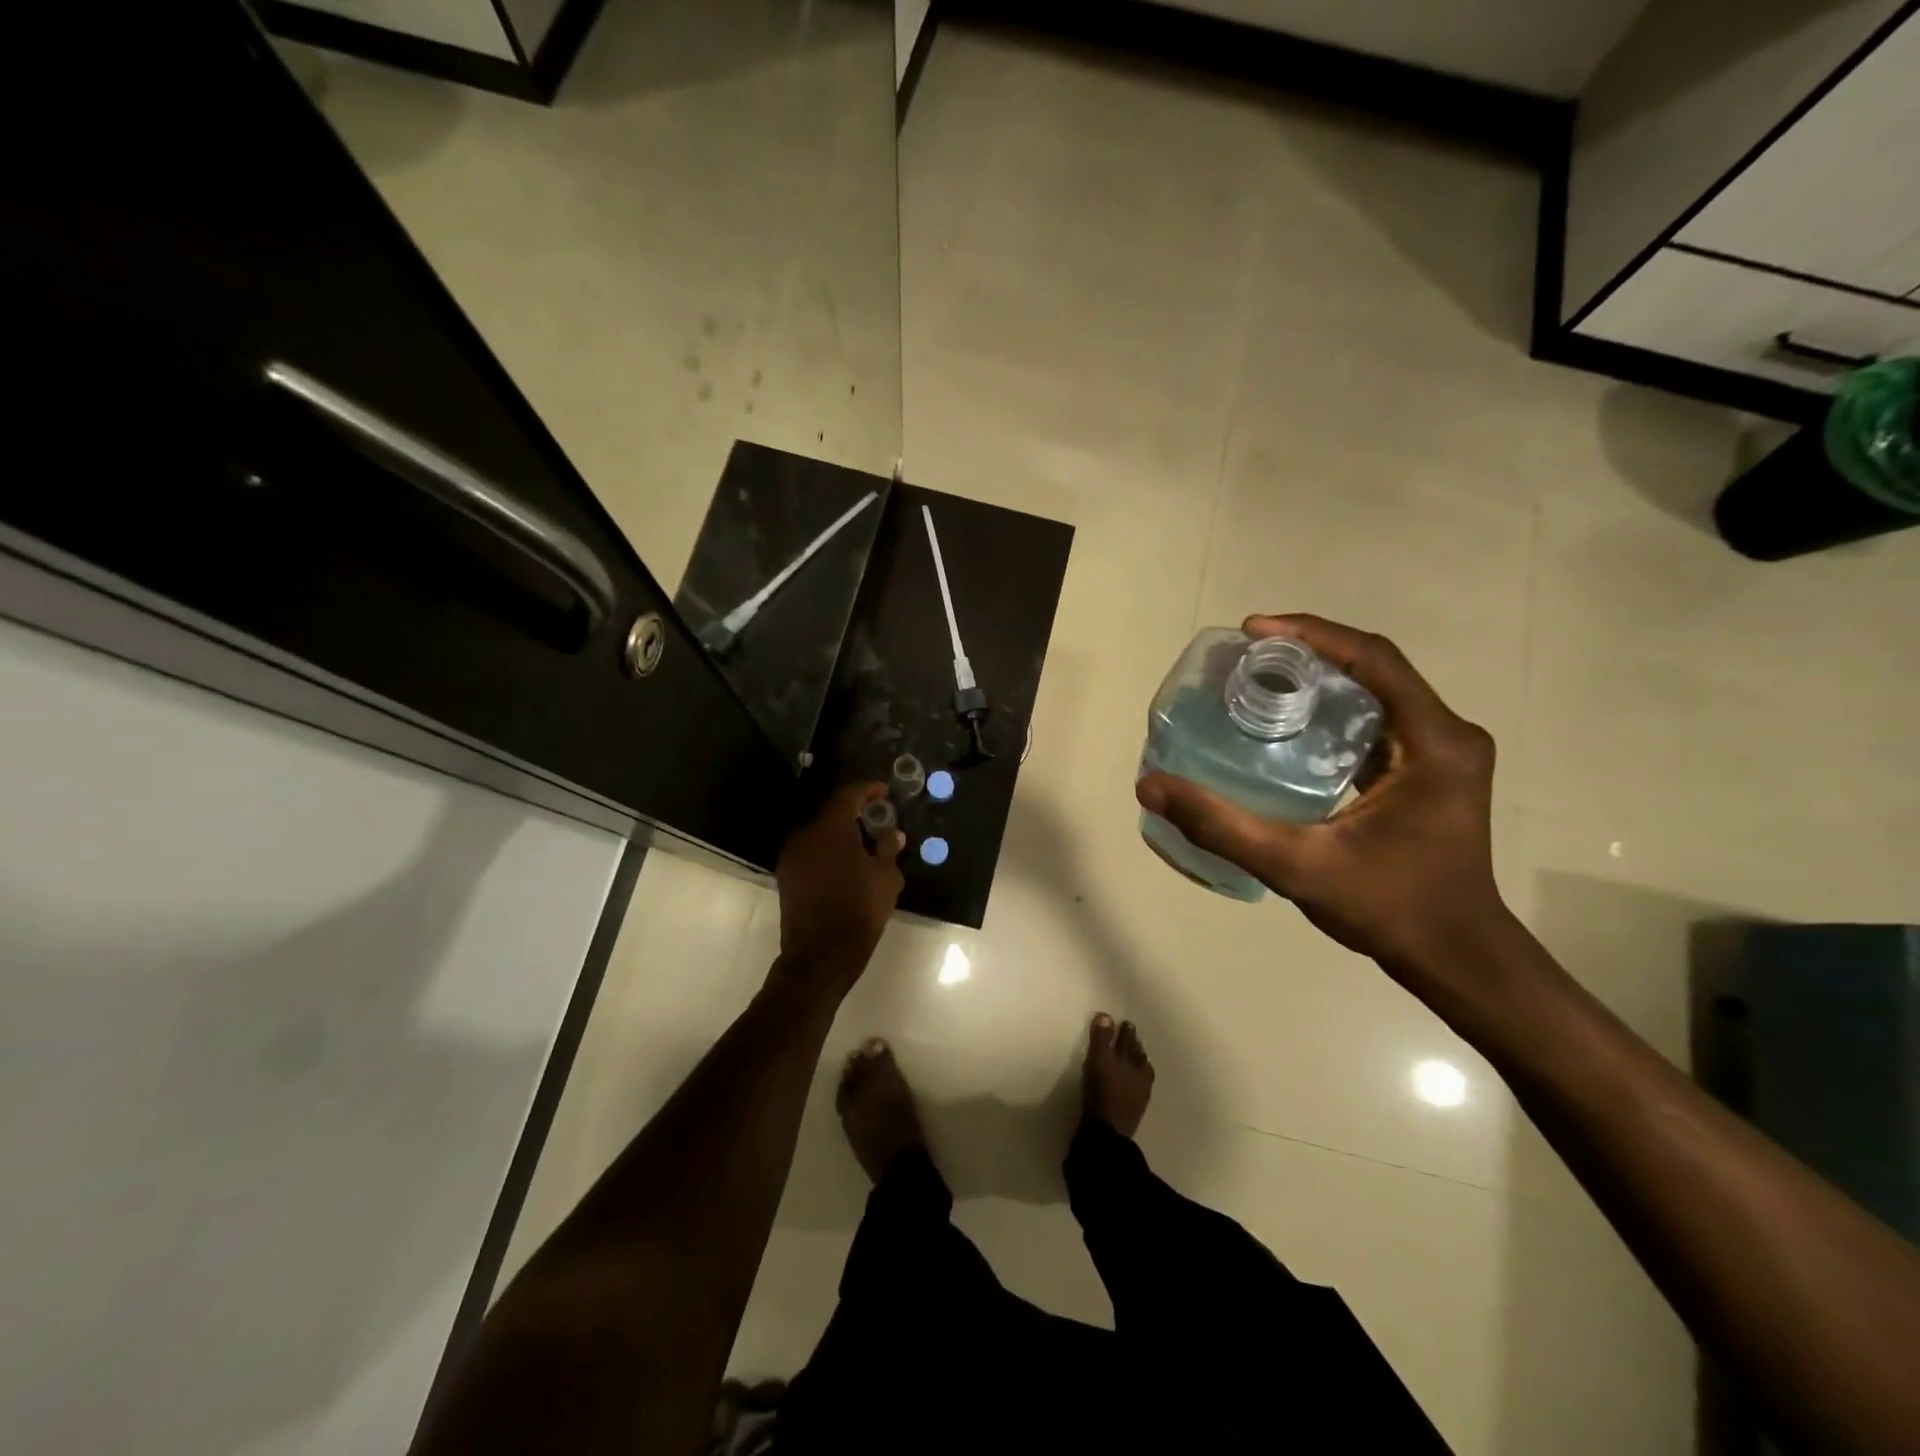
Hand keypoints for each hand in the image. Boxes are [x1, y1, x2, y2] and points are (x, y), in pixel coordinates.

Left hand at [775, 782, 904, 979]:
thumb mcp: (886, 878)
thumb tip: (892, 834)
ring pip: (819, 833)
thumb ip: (887, 849)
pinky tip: (844, 864)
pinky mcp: (785, 876)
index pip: (849, 795)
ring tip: (863, 844)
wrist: (820, 955)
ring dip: (839, 833)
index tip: (884, 791)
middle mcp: (804, 835)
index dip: (868, 790)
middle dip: (854, 813)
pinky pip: (810, 851)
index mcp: (830, 829)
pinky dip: (827, 850)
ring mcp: (791, 856)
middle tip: (876, 820)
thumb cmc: (859, 911)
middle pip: (831, 813)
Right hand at [1136, 614, 1511, 982]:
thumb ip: (1221, 826)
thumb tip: (1151, 786)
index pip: (1373, 660)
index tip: (1252, 631)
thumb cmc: (1389, 909)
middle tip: (1243, 659)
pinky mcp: (1429, 772)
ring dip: (1318, 679)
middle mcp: (1447, 736)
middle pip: (1372, 669)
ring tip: (1256, 681)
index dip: (1310, 635)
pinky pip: (1375, 721)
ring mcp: (1442, 754)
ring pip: (1375, 692)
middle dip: (1306, 653)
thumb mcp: (1296, 867)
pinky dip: (1330, 710)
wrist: (1454, 958)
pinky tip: (1286, 726)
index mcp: (1435, 743)